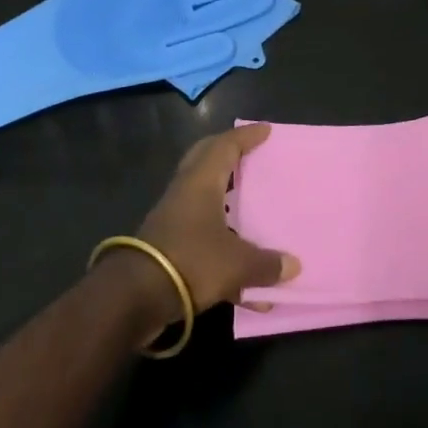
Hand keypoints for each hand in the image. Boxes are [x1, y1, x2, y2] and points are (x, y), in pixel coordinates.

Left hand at [120, 124, 300, 332]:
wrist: (134, 298)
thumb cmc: (191, 262)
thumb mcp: (237, 264)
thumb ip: (266, 264)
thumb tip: (294, 265)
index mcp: (201, 181)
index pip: (226, 145)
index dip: (247, 136)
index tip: (266, 130)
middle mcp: (185, 191)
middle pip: (206, 160)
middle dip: (228, 154)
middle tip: (250, 153)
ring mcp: (173, 218)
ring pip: (201, 194)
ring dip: (223, 195)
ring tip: (247, 201)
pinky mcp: (167, 245)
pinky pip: (199, 230)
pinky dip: (221, 239)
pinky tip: (240, 269)